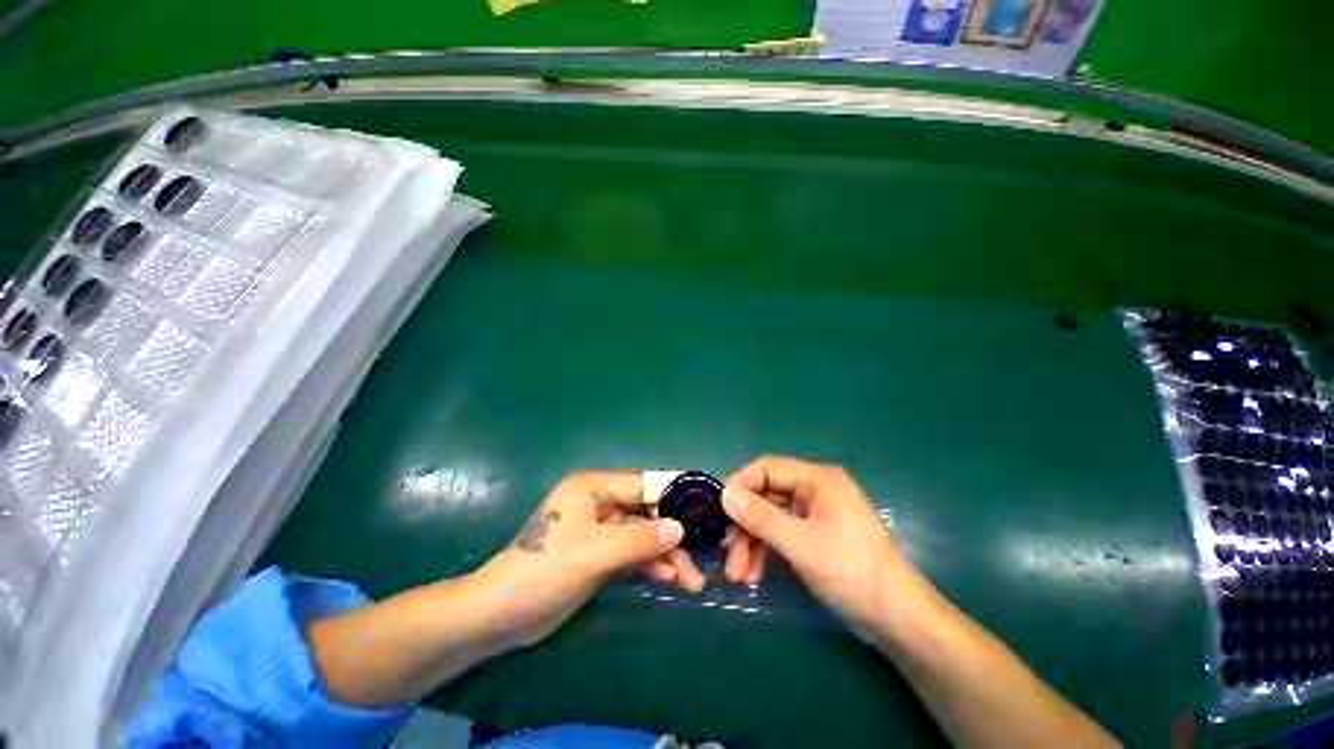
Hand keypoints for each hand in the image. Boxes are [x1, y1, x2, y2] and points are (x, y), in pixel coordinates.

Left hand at [473, 471, 704, 647]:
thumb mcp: (596, 552)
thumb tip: (680, 528)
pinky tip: (669, 578)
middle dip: (672, 535)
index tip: (703, 510)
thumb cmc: (545, 570)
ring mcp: (600, 529)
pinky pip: (632, 552)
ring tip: (691, 580)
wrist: (501, 615)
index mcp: (594, 487)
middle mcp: (599, 501)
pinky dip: (650, 564)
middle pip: (645, 512)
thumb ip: (640, 540)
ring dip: (665, 555)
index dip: (672, 496)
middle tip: (699, 558)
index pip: (642, 485)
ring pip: (642, 535)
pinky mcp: (599, 553)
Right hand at [722, 456, 927, 634]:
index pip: (766, 468)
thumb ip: (759, 516)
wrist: (897, 619)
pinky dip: (766, 552)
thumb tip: (724, 494)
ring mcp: (814, 514)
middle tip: (727, 554)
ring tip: (739, 576)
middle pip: (766, 496)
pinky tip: (755, 575)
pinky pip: (781, 535)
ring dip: (752, 544)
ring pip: (770, 519)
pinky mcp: (815, 536)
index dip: (740, 484)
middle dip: (744, 526)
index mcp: (816, 479)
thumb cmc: (850, 571)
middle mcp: (814, 490)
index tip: (718, 509)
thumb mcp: (800, 543)